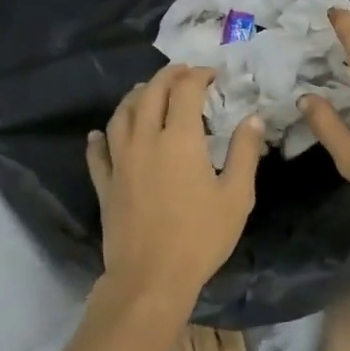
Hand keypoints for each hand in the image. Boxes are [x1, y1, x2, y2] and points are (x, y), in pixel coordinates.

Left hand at [85, 65, 264, 312]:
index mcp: (180, 139)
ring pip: (120, 116)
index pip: (185, 91)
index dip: (198, 76)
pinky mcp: (105, 185)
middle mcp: (145, 140)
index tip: (213, 74)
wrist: (151, 278)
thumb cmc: (201, 236)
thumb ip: (245, 152)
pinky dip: (99, 139)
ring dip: (134, 97)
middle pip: (149, 94)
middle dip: (166, 77)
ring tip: (145, 91)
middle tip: (182, 73)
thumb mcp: (237, 196)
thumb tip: (253, 118)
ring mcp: (120, 162)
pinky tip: (99, 134)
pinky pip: (97, 154)